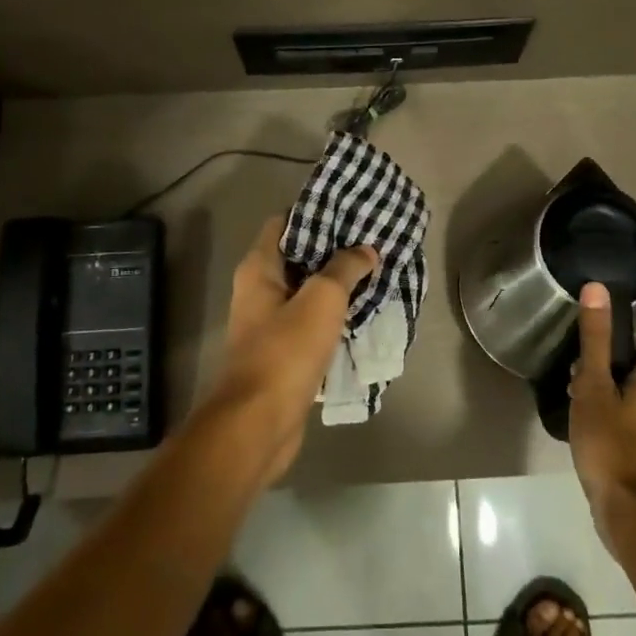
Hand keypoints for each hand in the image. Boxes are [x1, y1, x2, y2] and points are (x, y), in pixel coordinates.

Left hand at [207, 214, 377, 486]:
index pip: (285, 222)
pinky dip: (335, 316)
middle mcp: (260, 290)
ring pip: (309, 292)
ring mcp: (271, 323)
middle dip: (335, 249)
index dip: (316, 213)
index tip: (351, 211)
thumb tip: (366, 249)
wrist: (259, 424)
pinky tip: (365, 313)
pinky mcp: (284, 352)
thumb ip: (345, 268)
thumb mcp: (322, 299)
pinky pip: (313, 323)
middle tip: (373, 241)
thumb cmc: (285, 351)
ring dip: (338, 285)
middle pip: (299, 257)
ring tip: (376, 273)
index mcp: (260, 268)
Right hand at [568, 283, 635, 552]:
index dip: (625, 341)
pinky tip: (583, 429)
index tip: (595, 348)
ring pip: (631, 398)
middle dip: (607, 368)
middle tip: (577, 374)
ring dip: (605, 394)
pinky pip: (627, 423)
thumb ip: (594, 339)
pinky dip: (608, 419)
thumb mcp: (594, 385)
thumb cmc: (611, 442)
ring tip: (574, 400)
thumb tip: (597, 287)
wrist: (629, 513)